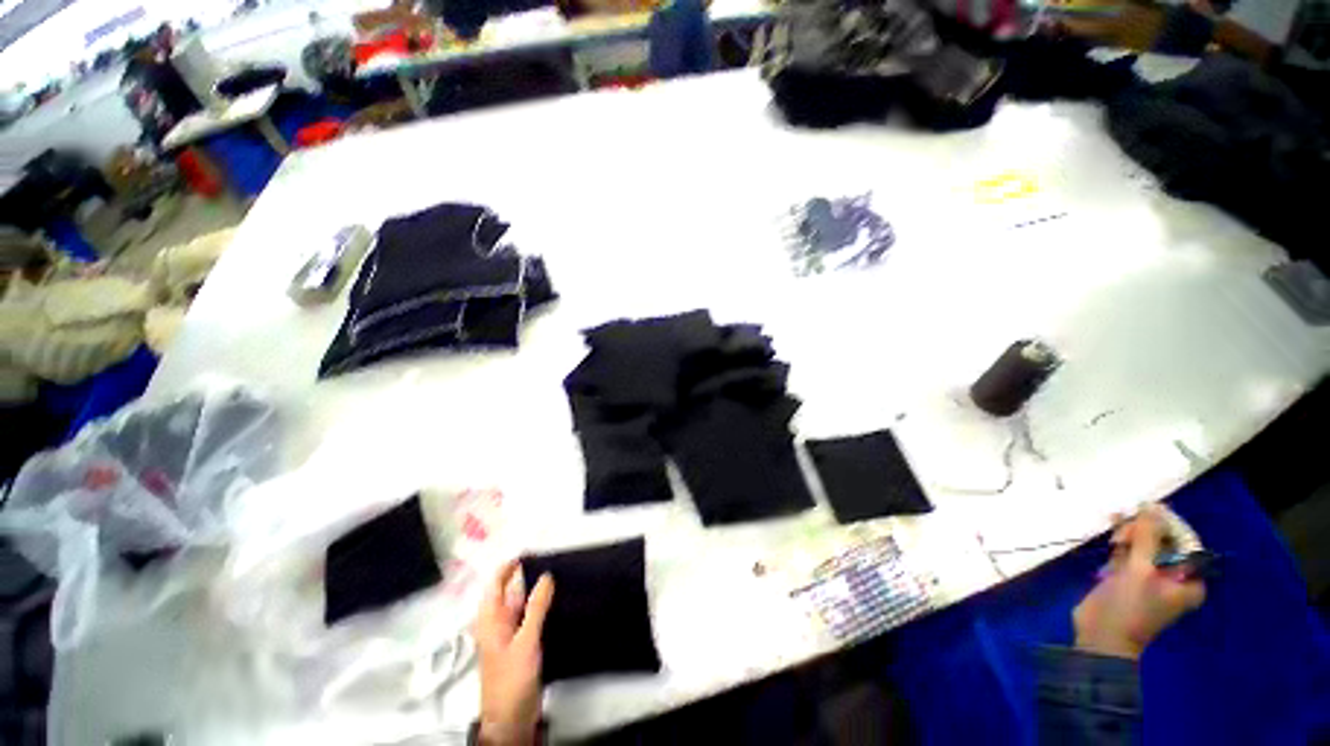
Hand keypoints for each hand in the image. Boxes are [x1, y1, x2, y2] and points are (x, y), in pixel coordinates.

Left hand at [474, 559, 554, 745]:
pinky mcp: (523, 644)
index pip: (497, 583)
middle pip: (512, 591)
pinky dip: (543, 607)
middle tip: (554, 558)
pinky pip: (533, 618)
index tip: (532, 550)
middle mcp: (499, 622)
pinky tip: (560, 601)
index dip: (510, 565)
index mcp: (491, 618)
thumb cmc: (512, 678)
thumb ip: (536, 607)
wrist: (512, 718)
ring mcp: (512, 633)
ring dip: (538, 592)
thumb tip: (546, 575)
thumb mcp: (525, 640)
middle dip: (529, 575)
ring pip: (524, 604)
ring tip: (561, 574)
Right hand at [1073, 505, 1205, 659]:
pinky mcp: (1128, 576)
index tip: (1144, 514)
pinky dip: (1121, 543)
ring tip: (1113, 537)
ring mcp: (1150, 576)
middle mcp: (1175, 576)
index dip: (1167, 525)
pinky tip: (1110, 537)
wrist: (1101, 634)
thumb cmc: (1129, 605)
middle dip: (1144, 531)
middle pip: (1164, 541)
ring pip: (1144, 545)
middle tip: (1123, 533)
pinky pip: (1129, 552)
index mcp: (1190, 580)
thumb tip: (1152, 506)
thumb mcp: (1139, 569)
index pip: (1186, 542)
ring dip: (1130, 535)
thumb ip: (1147, 537)